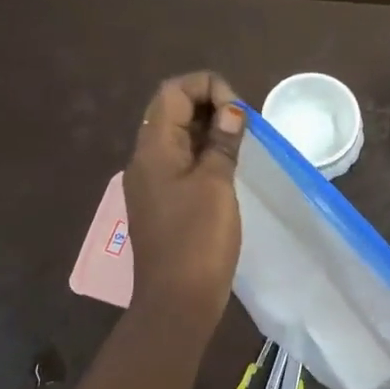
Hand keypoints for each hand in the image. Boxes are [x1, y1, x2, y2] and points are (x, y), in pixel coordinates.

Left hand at [123, 72, 244, 333]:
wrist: (178, 300)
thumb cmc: (198, 239)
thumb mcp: (216, 184)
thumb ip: (222, 143)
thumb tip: (231, 111)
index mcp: (152, 149)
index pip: (172, 92)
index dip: (207, 88)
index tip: (239, 112)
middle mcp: (145, 159)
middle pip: (172, 111)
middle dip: (209, 107)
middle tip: (244, 127)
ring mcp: (151, 183)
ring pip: (178, 138)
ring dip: (209, 131)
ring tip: (242, 145)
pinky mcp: (162, 203)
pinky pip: (180, 163)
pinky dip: (204, 155)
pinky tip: (228, 169)